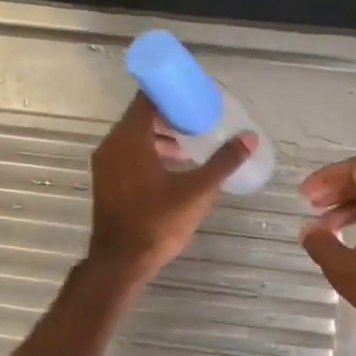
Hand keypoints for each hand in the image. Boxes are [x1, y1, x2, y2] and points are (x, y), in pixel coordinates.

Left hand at [86, 93, 251, 284]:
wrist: (120, 262)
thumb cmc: (157, 222)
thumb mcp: (197, 191)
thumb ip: (223, 162)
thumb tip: (249, 137)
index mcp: (130, 138)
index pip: (148, 98)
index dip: (172, 92)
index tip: (196, 96)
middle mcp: (112, 144)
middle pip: (141, 116)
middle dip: (171, 115)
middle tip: (200, 120)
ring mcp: (105, 164)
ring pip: (134, 137)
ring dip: (161, 136)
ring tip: (191, 144)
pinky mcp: (106, 181)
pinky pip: (128, 154)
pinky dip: (149, 152)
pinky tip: (173, 167)